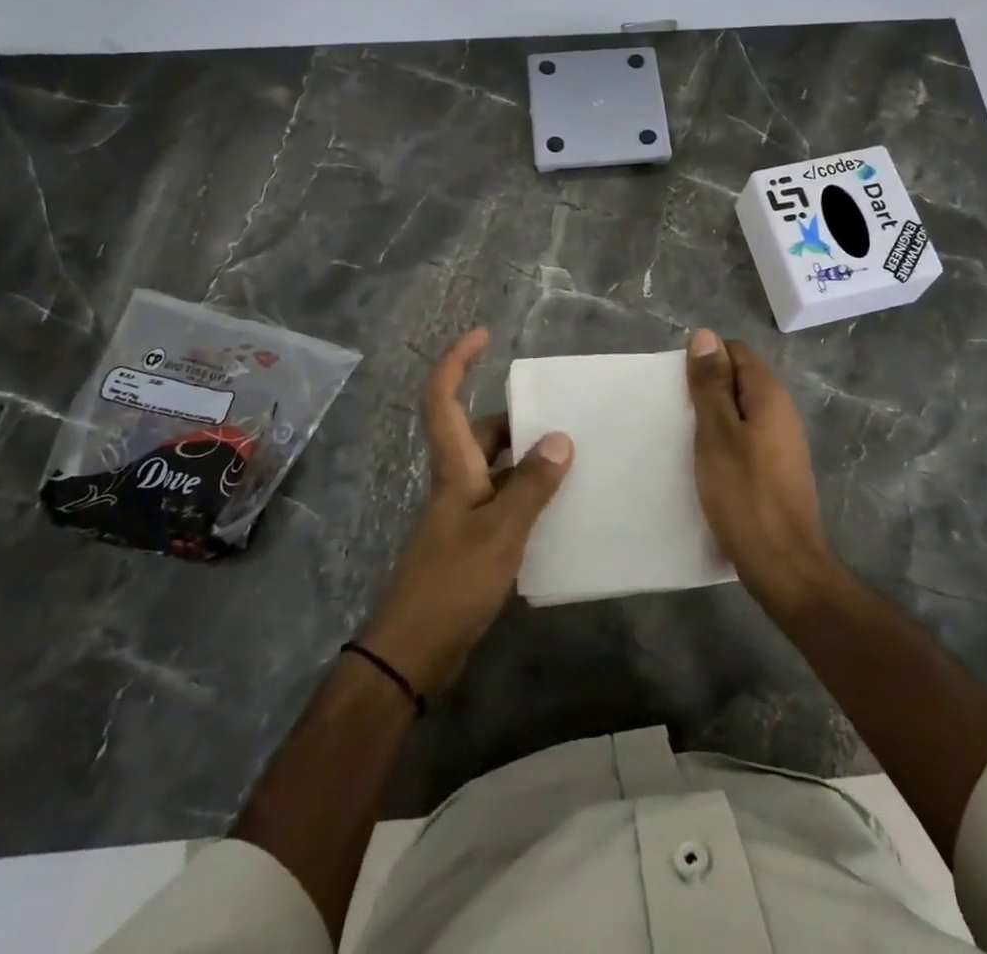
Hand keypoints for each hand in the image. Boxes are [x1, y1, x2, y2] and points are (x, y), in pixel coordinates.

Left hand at [359, 328, 571, 695]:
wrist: (414, 651)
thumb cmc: (453, 583)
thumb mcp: (500, 532)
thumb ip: (531, 485)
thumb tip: (560, 438)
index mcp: (454, 468)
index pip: (442, 400)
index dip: (457, 362)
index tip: (483, 335)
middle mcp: (456, 481)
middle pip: (479, 431)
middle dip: (516, 416)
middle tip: (561, 415)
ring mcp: (462, 512)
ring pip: (495, 466)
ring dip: (526, 457)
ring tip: (572, 456)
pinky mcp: (471, 540)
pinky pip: (503, 498)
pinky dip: (527, 492)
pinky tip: (559, 506)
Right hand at [686, 329, 839, 618]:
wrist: (784, 564)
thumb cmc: (744, 494)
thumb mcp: (716, 433)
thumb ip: (710, 384)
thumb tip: (705, 336)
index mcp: (769, 395)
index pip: (736, 351)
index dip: (705, 359)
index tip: (679, 385)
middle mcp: (782, 411)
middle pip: (740, 379)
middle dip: (707, 387)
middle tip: (675, 411)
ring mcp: (783, 442)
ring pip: (742, 410)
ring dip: (714, 416)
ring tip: (684, 436)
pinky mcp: (778, 468)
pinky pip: (747, 436)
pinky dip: (725, 440)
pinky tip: (706, 462)